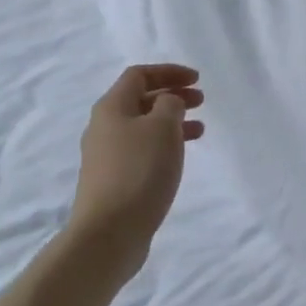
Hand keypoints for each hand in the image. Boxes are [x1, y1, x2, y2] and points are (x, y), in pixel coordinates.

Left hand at [66, 64, 203, 275]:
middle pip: (140, 100)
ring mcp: (106, 156)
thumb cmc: (139, 171)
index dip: (169, 72)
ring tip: (199, 130)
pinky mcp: (113, 181)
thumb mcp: (162, 128)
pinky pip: (141, 151)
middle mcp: (104, 127)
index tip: (197, 79)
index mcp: (111, 107)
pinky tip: (178, 159)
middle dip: (172, 96)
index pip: (139, 75)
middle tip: (201, 101)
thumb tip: (167, 103)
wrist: (109, 233)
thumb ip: (170, 105)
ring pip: (143, 127)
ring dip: (171, 122)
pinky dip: (163, 146)